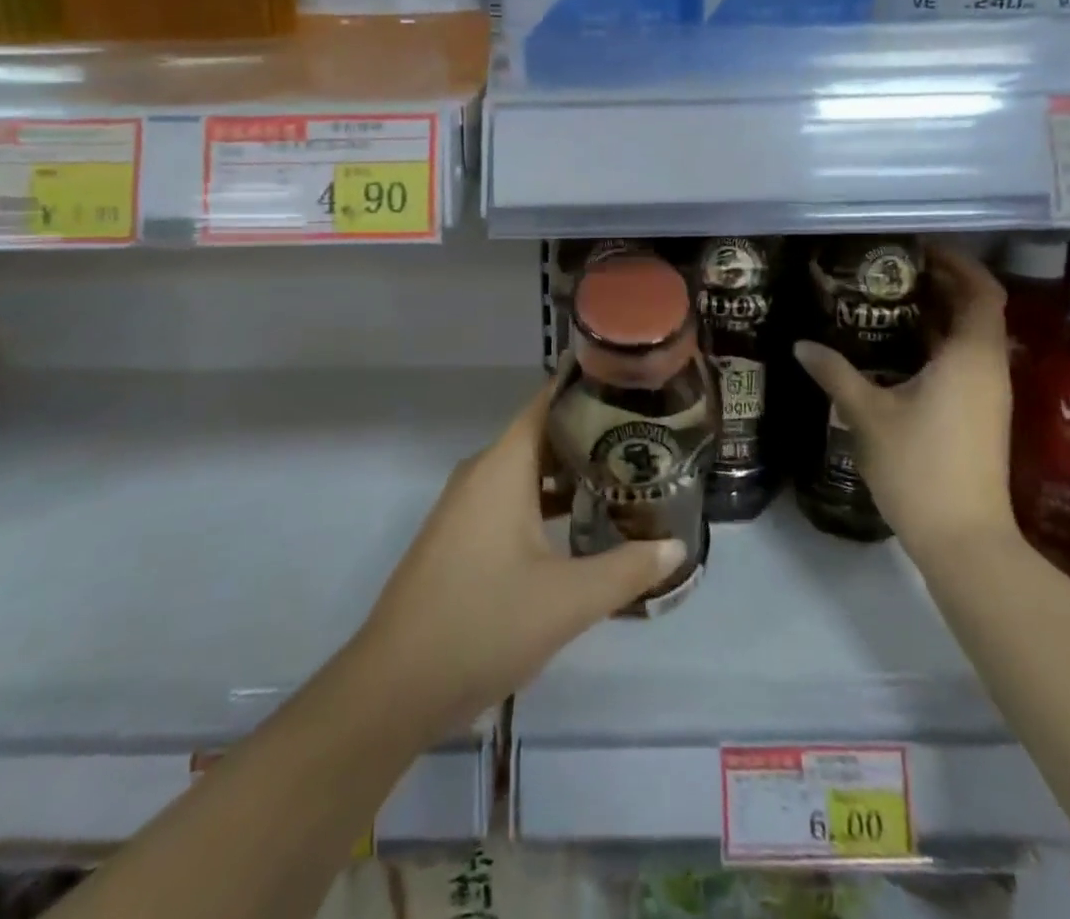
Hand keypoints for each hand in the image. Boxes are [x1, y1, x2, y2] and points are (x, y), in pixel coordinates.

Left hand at [353, 381, 686, 736]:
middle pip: (542, 436)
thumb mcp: (567, 601)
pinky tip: (582, 525)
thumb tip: (675, 547)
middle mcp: (482, 474)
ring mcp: (467, 507)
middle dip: (592, 435)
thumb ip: (627, 570)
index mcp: (502, 467)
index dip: (587, 387)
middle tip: (646, 437)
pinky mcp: (461, 537)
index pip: (547, 402)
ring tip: (626, 477)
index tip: (632, 383)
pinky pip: (511, 500)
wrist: (394, 686)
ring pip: (527, 472)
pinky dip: (547, 502)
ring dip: (571, 473)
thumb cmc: (483, 624)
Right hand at [794, 245, 1014, 557]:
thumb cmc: (918, 466)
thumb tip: (801, 345)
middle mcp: (988, 368)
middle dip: (942, 283)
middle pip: (978, 308)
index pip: (980, 291)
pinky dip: (939, 342)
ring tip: (890, 300)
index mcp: (970, 357)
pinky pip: (964, 360)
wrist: (963, 540)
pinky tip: (899, 348)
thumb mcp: (867, 414)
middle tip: (893, 268)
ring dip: (939, 313)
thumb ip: (836, 373)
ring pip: (971, 336)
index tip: (918, 247)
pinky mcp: (981, 415)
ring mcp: (988, 394)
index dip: (957, 262)